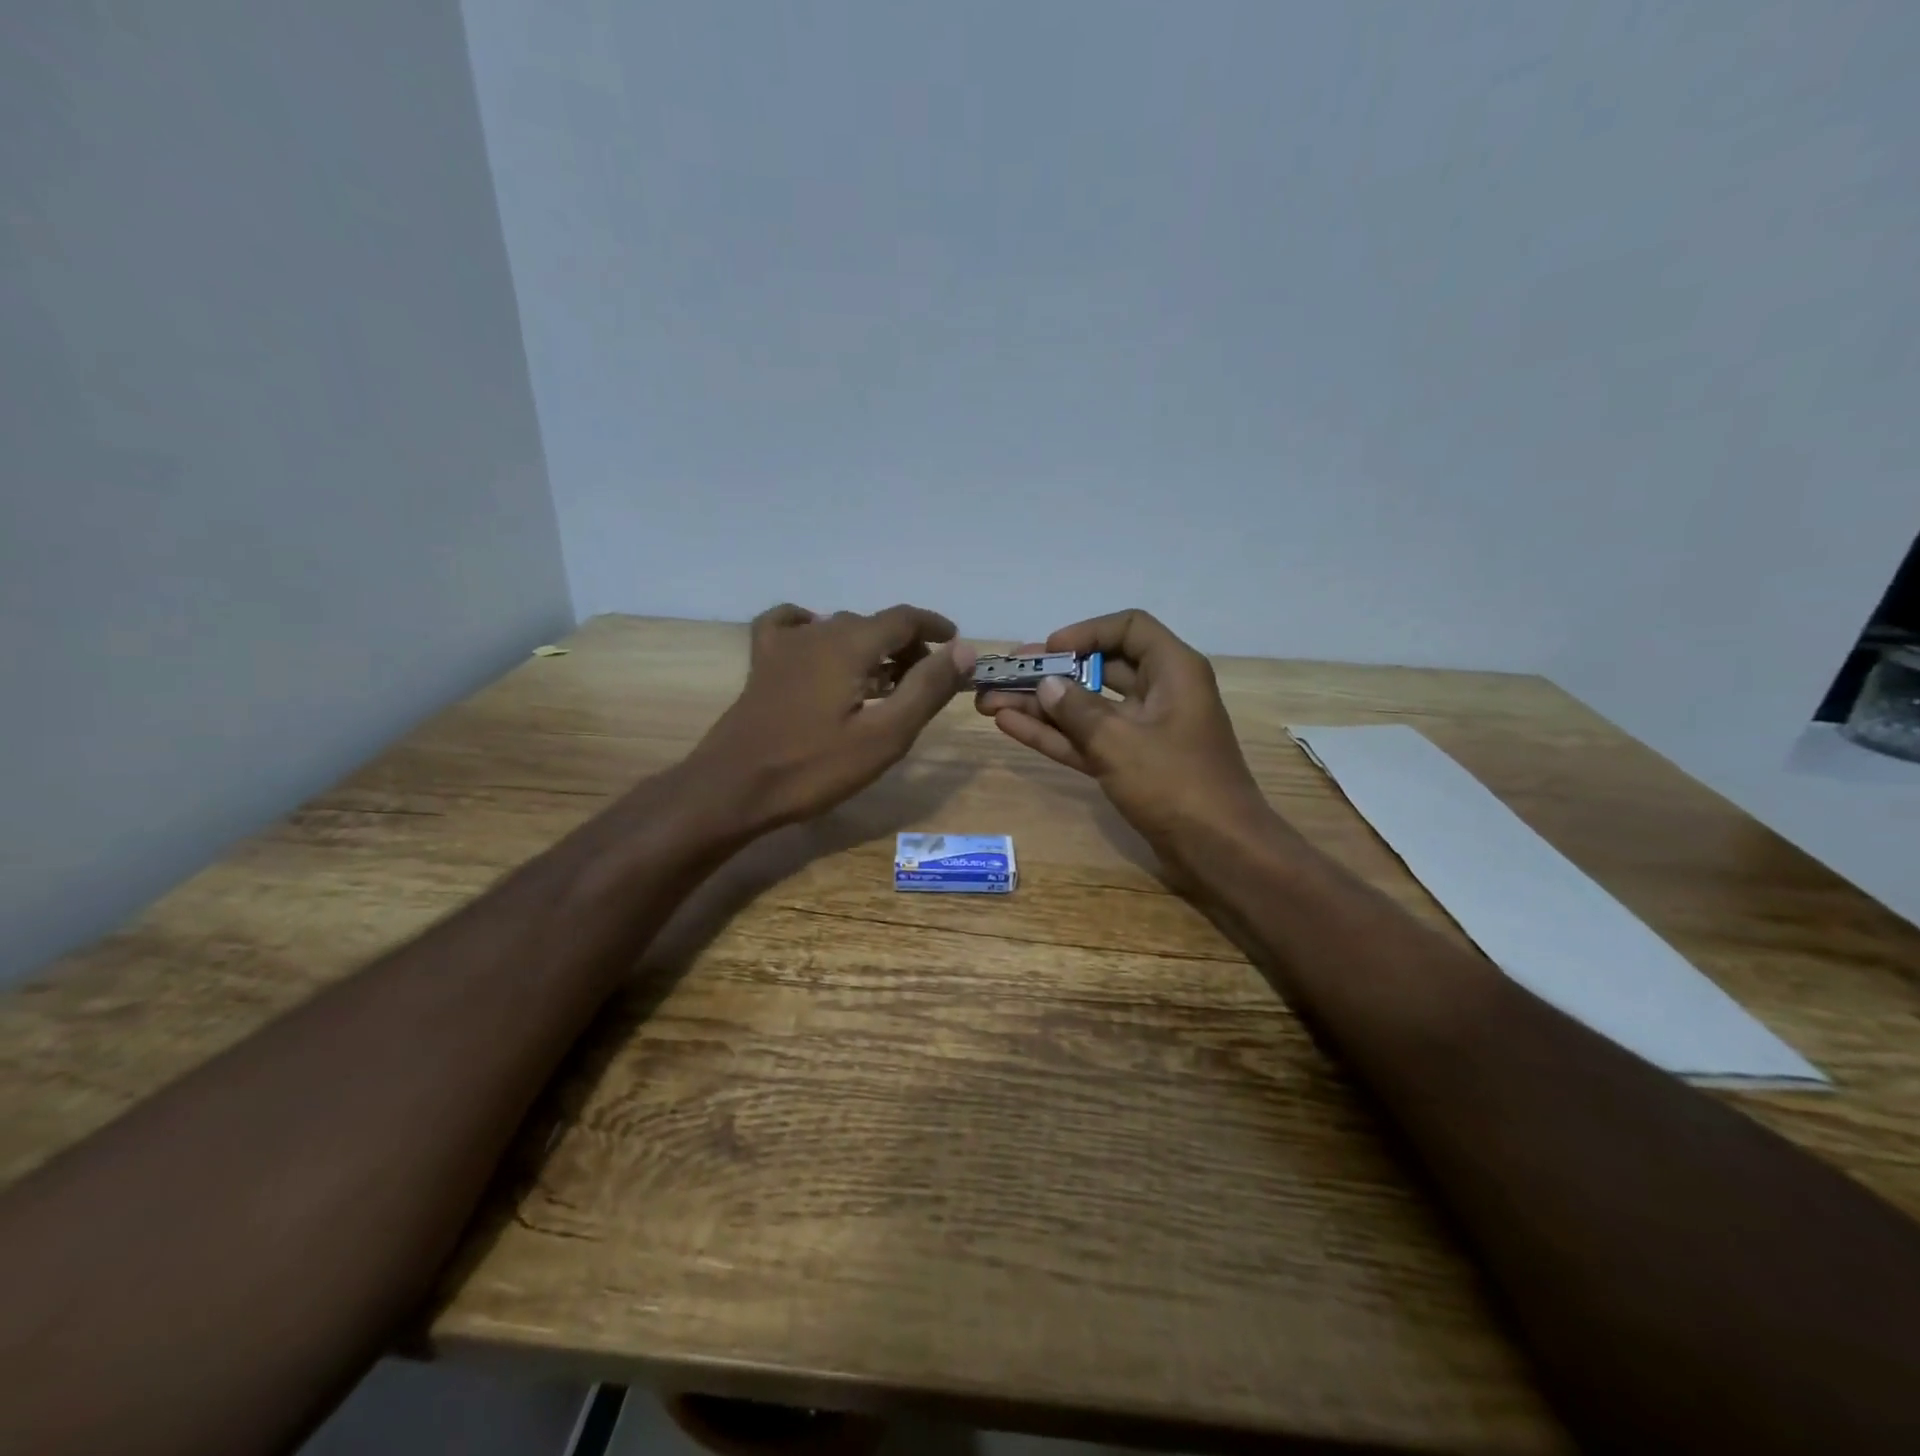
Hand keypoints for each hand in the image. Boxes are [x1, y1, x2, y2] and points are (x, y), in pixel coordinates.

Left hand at [691, 603, 975, 831]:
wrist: (733, 788)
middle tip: (923, 681)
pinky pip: (791, 626)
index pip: (904, 619)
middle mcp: (818, 631)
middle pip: (874, 624)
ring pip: (838, 627)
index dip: (935, 628)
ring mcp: (784, 645)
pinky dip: (815, 629)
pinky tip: (820, 647)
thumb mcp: (884, 735)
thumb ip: (926, 689)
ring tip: (884, 680)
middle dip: (906, 645)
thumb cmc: (813, 767)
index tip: (956, 645)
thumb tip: (964, 649)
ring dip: (870, 646)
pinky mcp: (762, 663)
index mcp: (851, 644)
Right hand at [977, 609, 1271, 859]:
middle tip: (1003, 674)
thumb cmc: (1175, 783)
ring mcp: (1144, 732)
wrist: (1219, 851)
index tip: (1049, 651)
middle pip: (1099, 669)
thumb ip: (1076, 709)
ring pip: (1087, 708)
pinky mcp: (1132, 765)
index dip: (1086, 633)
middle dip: (1050, 672)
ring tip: (990, 702)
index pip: (1129, 628)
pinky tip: (1010, 726)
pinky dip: (1055, 735)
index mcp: (1173, 671)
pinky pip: (1089, 739)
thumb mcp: (1119, 741)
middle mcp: (1160, 693)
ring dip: (1042, 706)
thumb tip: (1046, 684)